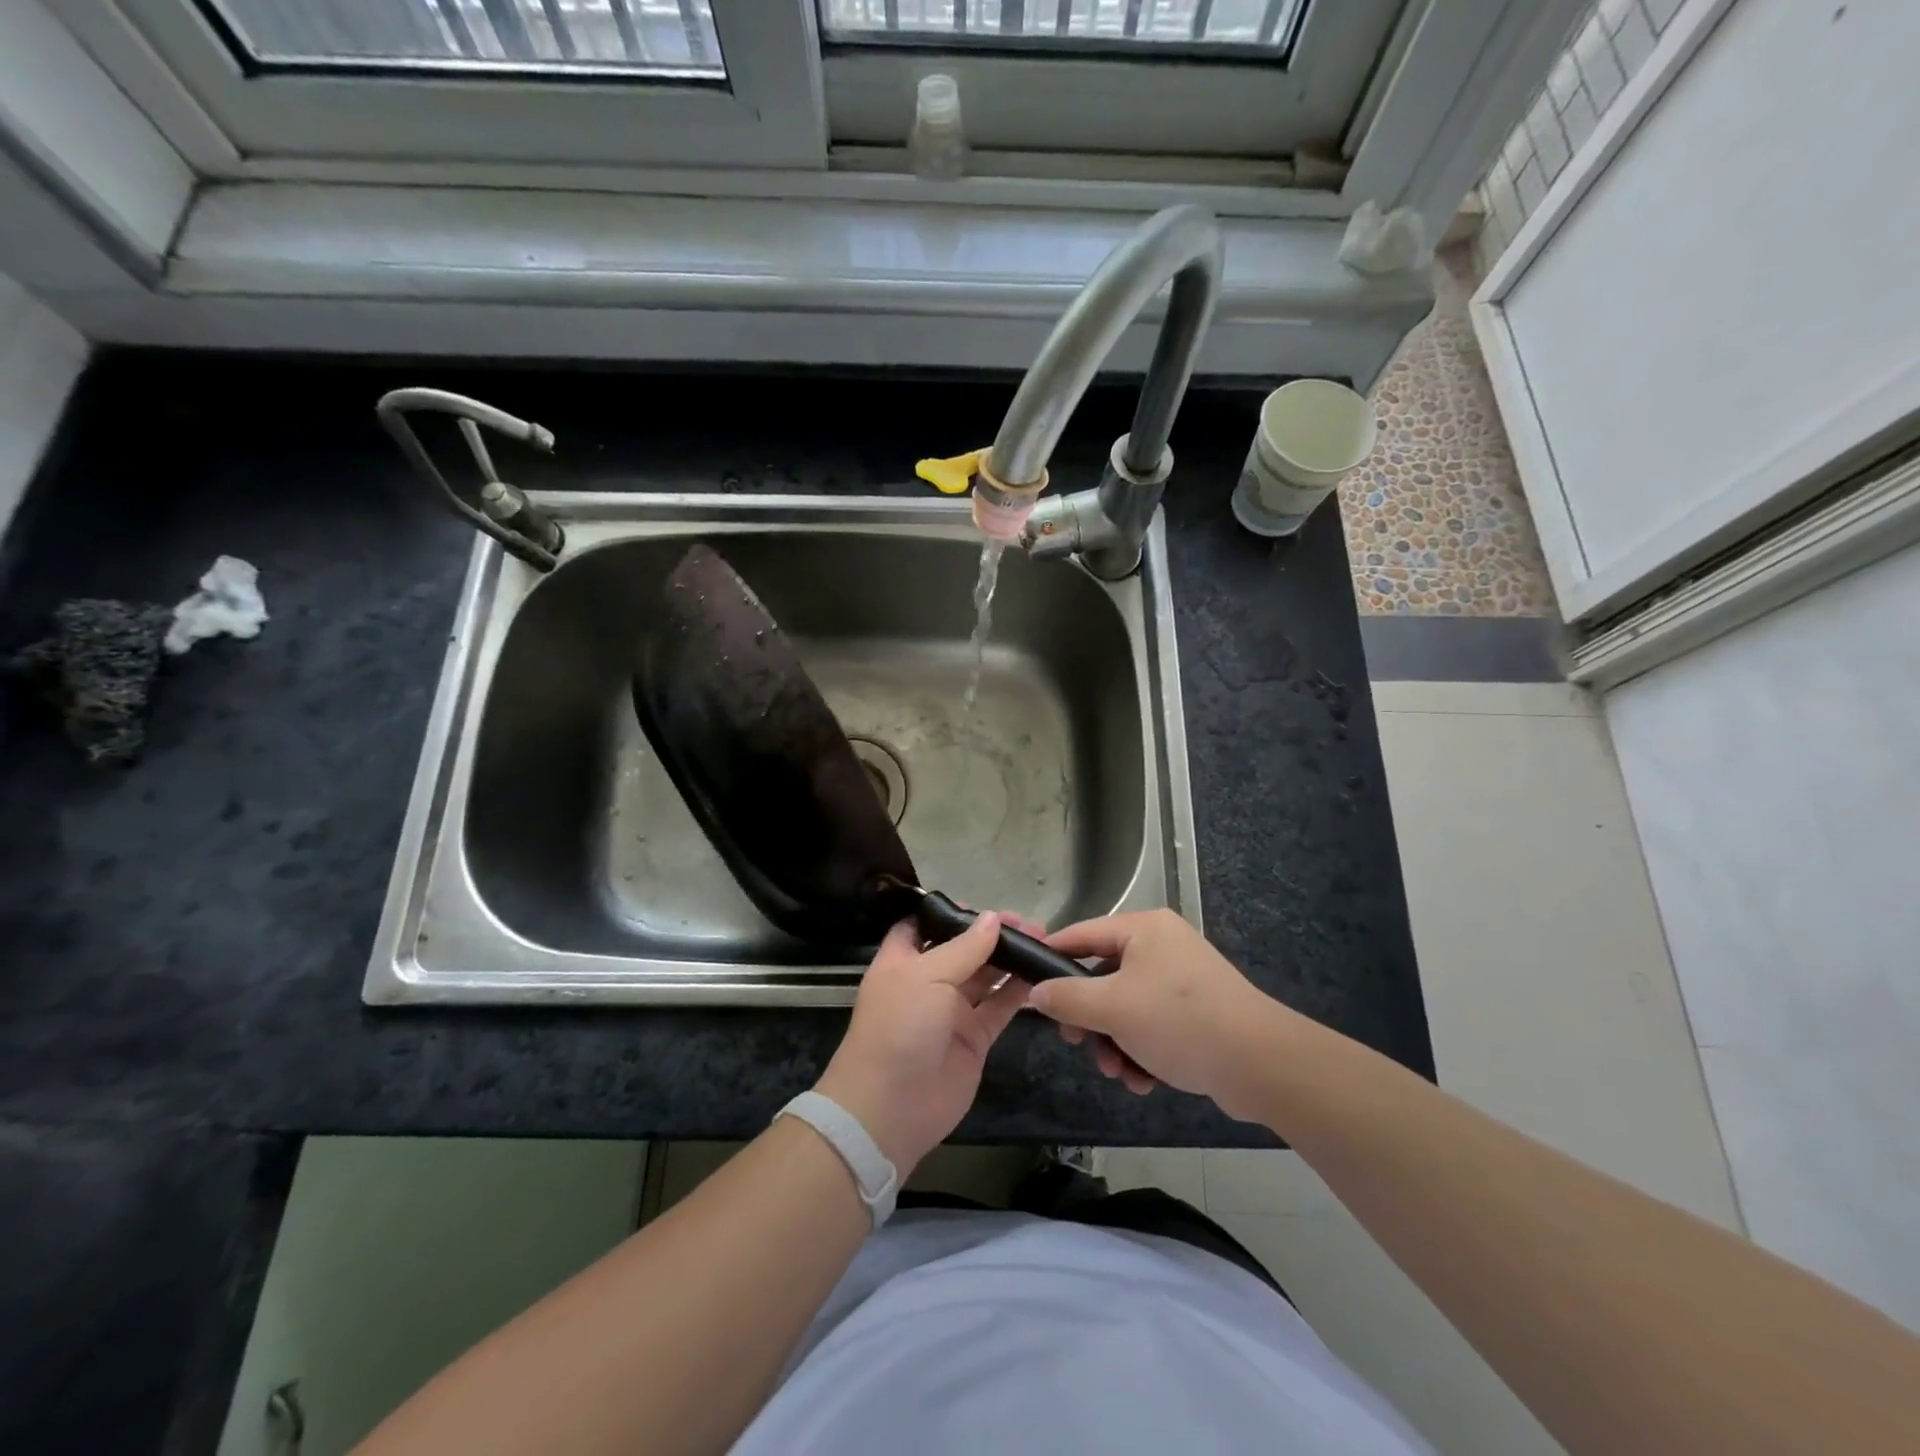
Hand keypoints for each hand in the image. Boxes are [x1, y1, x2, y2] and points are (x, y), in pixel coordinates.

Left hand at [815, 912, 1030, 1172]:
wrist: (891, 1107)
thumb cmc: (898, 1027)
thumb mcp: (926, 976)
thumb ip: (964, 948)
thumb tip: (993, 918)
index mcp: (903, 960)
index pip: (923, 926)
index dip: (949, 913)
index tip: (981, 905)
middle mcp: (927, 981)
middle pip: (962, 949)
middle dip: (991, 934)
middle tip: (1027, 922)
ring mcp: (952, 1011)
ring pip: (985, 976)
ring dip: (1010, 959)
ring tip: (1042, 940)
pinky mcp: (974, 1038)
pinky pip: (1000, 1007)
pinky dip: (1018, 991)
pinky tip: (1041, 973)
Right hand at [1029, 910, 1294, 1119]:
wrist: (1260, 1064)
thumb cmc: (1179, 1021)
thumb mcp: (1113, 1008)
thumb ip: (1067, 998)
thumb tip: (1035, 993)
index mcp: (1143, 929)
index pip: (1081, 934)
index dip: (1051, 958)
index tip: (1025, 983)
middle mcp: (1161, 946)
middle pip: (1103, 976)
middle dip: (1089, 1017)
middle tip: (1076, 1043)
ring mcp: (1180, 980)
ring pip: (1125, 1007)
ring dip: (1114, 1041)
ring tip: (1118, 1072)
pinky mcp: (1195, 1012)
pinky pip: (1152, 1025)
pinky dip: (1141, 1050)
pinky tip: (1143, 1080)